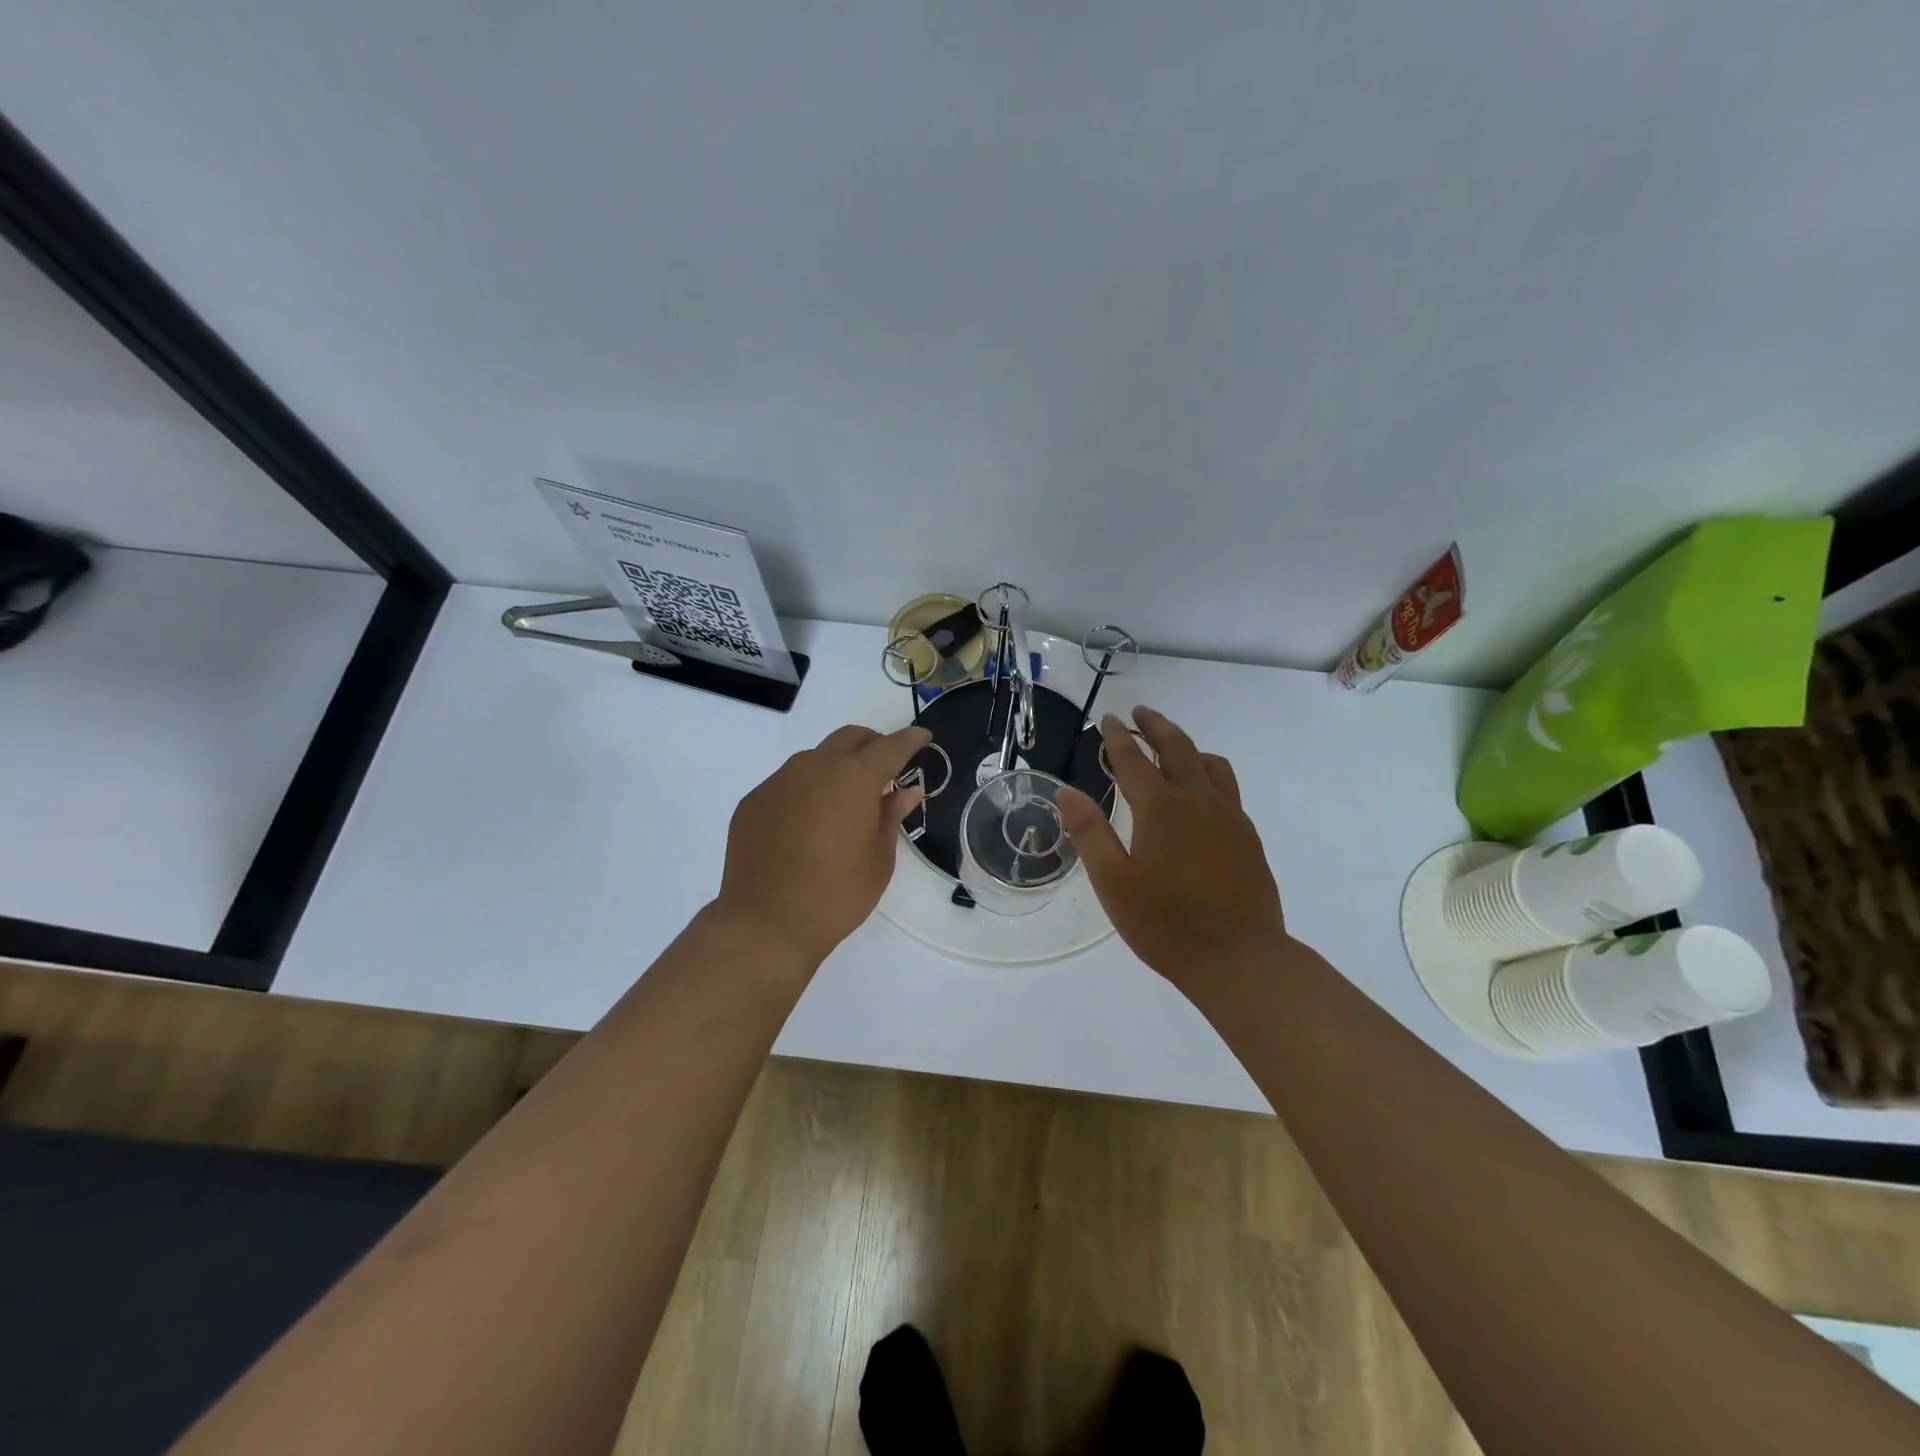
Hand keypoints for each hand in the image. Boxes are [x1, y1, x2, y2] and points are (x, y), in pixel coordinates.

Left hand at [713, 723, 930, 964]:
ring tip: (844, 802)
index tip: (923, 738)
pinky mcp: (753, 802)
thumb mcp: (879, 858)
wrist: (766, 923)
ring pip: (815, 759)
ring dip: (836, 768)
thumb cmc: (837, 893)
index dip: (911, 739)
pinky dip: (806, 791)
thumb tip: (906, 791)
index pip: (890, 746)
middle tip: (885, 769)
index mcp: (854, 777)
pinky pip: (787, 784)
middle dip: (872, 745)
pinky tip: (807, 824)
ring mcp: (778, 782)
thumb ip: (892, 815)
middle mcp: (814, 767)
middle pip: (849, 738)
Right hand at [1057, 708, 1285, 984]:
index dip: (1116, 737)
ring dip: (1187, 746)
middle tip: (1140, 713)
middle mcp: (1197, 801)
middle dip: (1155, 726)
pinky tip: (1203, 792)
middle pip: (1177, 747)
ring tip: (1172, 746)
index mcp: (1160, 808)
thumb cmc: (1166, 924)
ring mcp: (1229, 817)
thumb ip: (1089, 833)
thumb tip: (1066, 792)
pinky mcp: (1247, 836)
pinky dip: (1209, 772)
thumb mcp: (1113, 883)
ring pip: (1209, 763)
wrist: (1240, 959)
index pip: (1132, 759)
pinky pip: (1228, 788)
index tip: (1108, 719)